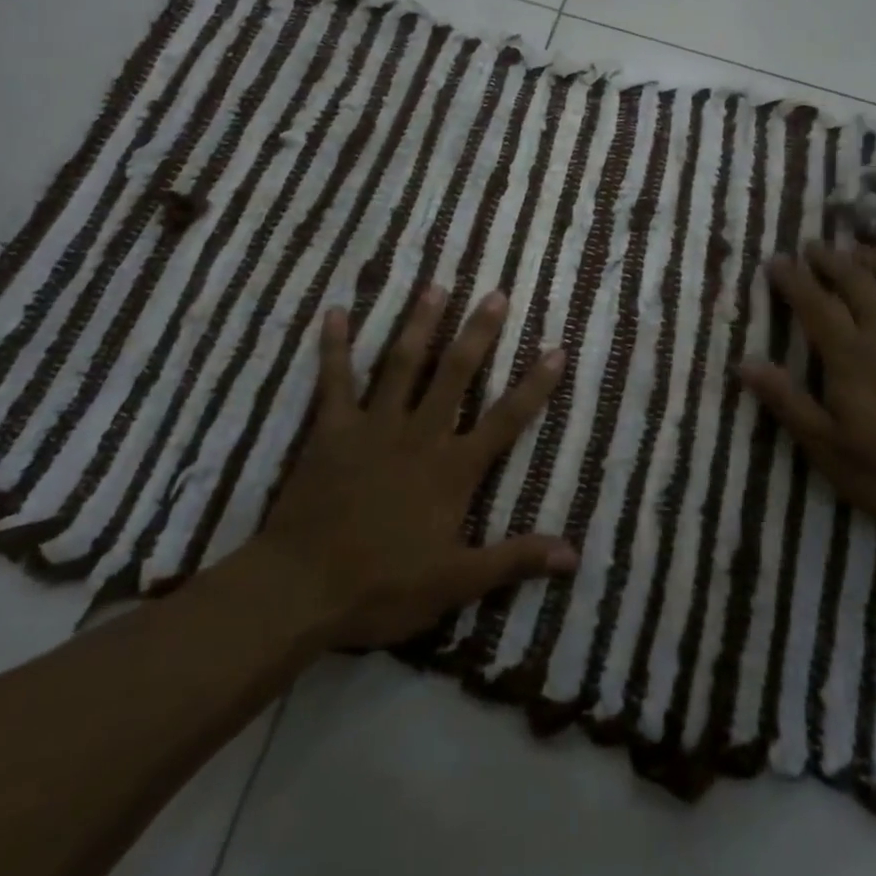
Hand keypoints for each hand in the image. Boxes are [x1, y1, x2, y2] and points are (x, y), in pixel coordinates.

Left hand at [256, 285, 576, 649]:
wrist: (301, 589)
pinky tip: (334, 311)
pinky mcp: (330, 430)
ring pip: (401, 365)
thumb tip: (574, 555)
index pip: (506, 419)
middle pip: (455, 375)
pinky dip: (333, 347)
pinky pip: (334, 380)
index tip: (555, 349)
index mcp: (453, 469)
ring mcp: (372, 427)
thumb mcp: (456, 582)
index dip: (534, 386)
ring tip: (435, 286)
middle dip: (478, 333)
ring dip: (419, 324)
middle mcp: (419, 435)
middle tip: (494, 294)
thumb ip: (514, 559)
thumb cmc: (382, 587)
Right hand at [737, 241, 875, 539]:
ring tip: (856, 249)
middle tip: (812, 246)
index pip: (815, 303)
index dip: (793, 279)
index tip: (775, 261)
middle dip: (830, 259)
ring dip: (873, 258)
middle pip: (856, 280)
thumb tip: (745, 363)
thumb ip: (787, 401)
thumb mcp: (827, 448)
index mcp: (851, 356)